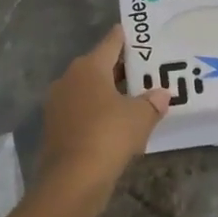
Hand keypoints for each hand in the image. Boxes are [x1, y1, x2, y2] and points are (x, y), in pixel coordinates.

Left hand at [40, 26, 169, 190]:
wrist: (71, 180)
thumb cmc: (108, 136)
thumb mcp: (140, 117)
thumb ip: (153, 102)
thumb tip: (162, 94)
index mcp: (89, 67)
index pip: (112, 42)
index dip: (128, 38)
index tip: (143, 36)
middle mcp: (69, 78)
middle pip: (99, 65)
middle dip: (122, 69)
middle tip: (147, 71)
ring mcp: (58, 103)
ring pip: (89, 89)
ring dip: (109, 92)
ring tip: (135, 98)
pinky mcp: (55, 127)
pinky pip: (82, 110)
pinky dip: (98, 112)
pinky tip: (115, 124)